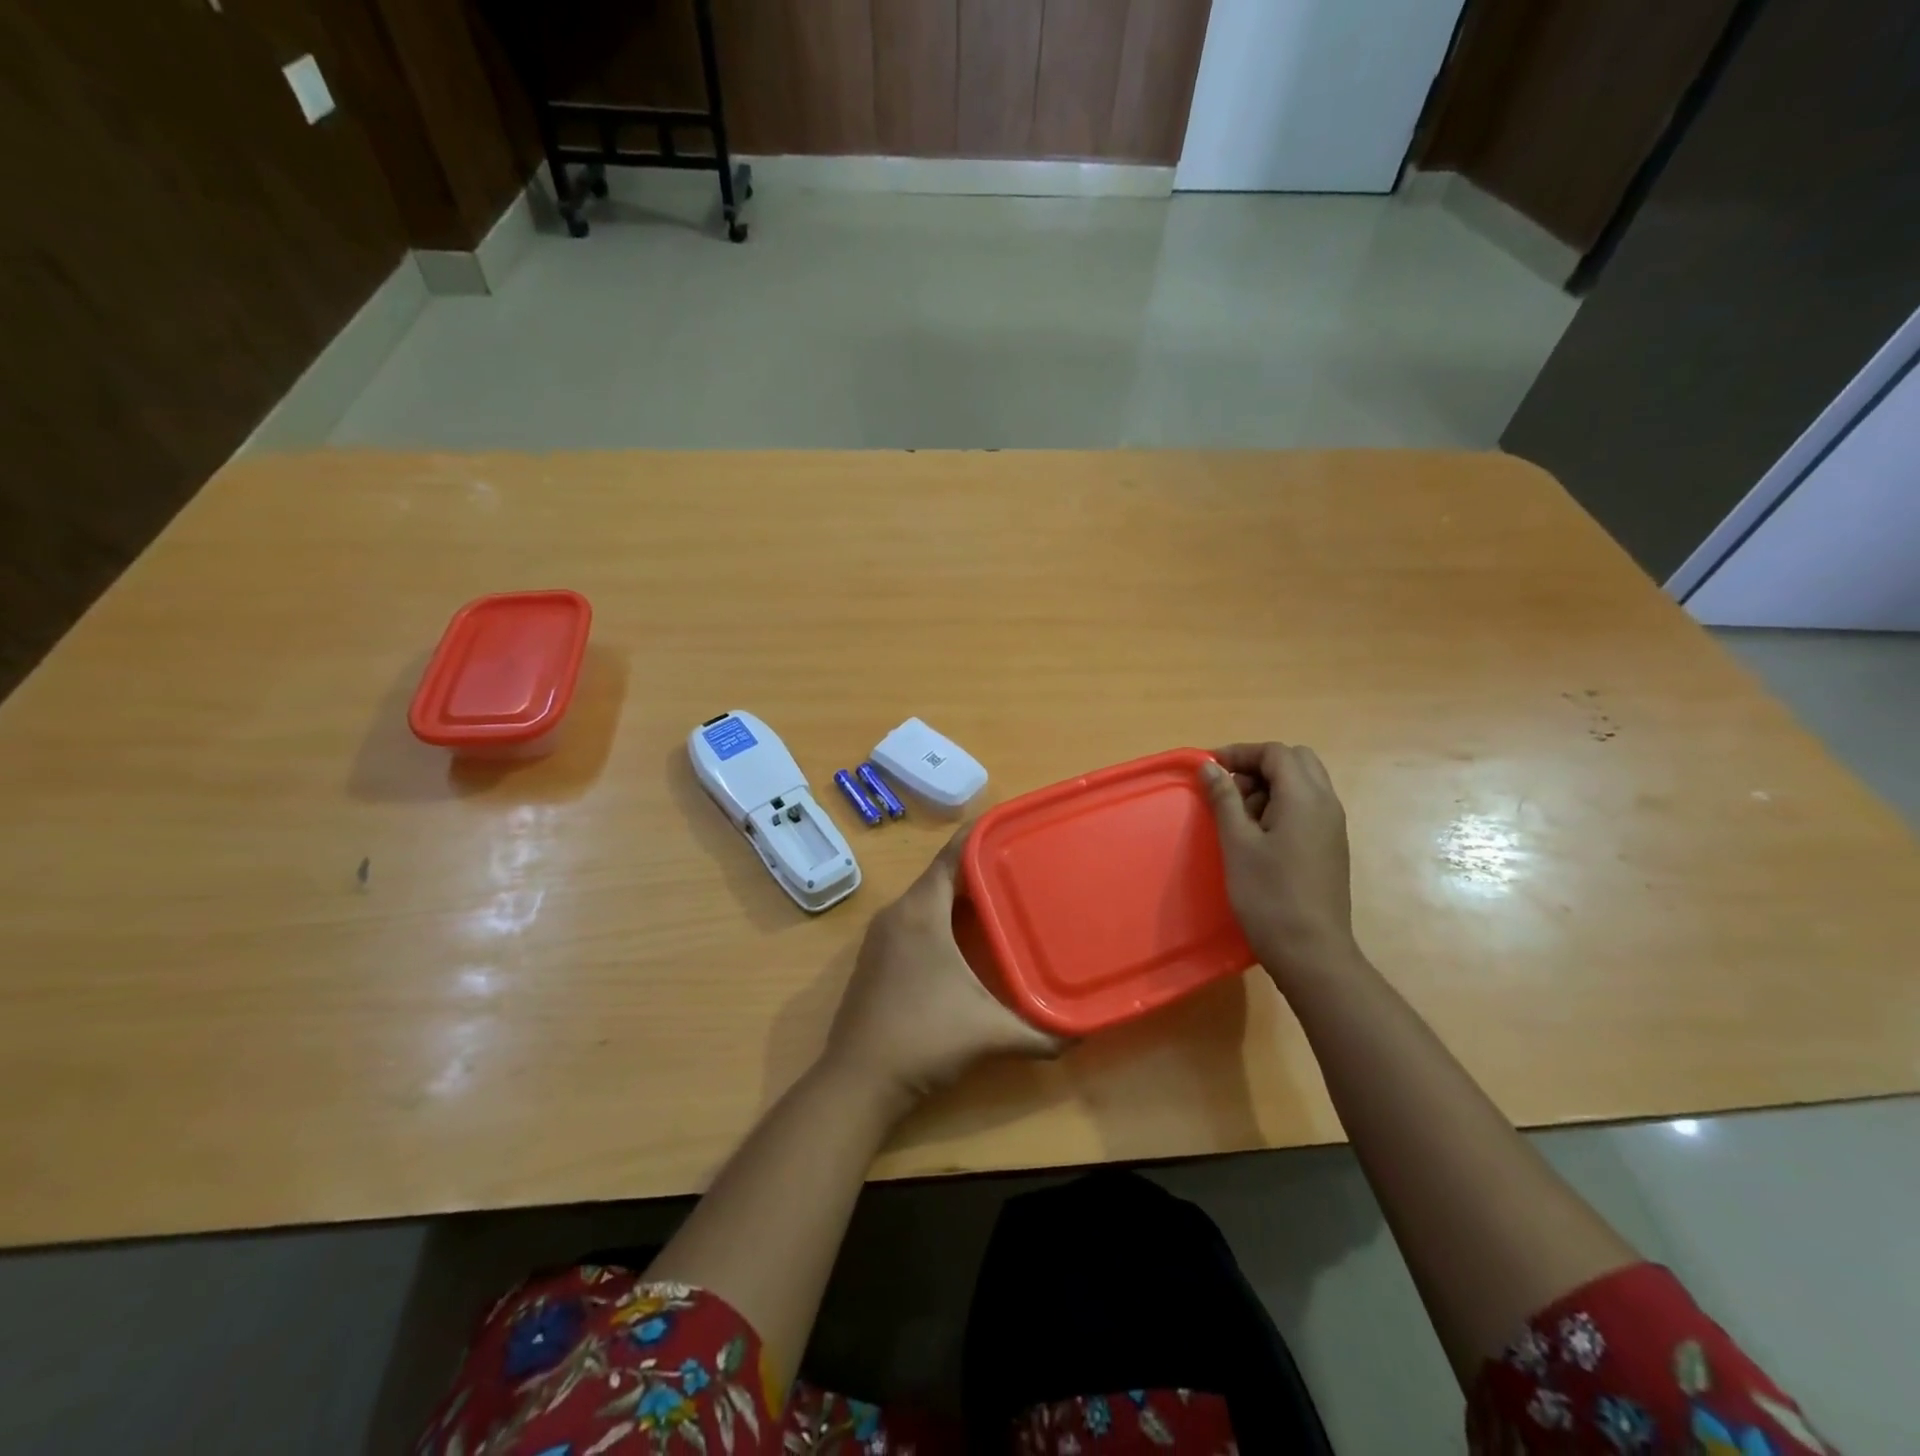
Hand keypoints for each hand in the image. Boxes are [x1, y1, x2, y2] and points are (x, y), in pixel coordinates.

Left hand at [823, 828, 1064, 1107]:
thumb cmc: (923, 1040)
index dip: (981, 836)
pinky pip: (914, 920)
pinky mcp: (875, 958)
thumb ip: (1041, 1032)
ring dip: (960, 896)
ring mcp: (881, 936)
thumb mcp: (990, 1033)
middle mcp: (897, 914)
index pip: (953, 856)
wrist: (857, 1082)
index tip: (1014, 827)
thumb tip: (1083, 1032)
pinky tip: (966, 938)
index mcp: (921, 912)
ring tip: (1002, 897)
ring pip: (926, 899)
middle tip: (1021, 867)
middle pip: (942, 875)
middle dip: (980, 869)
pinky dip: (941, 917)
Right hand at [1200, 742, 1362, 990]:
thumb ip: (1224, 799)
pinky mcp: (1330, 846)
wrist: (1311, 951)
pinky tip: (1258, 836)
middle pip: (1295, 761)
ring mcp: (1332, 826)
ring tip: (1239, 816)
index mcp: (1305, 798)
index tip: (1210, 769)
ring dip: (1270, 786)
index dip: (1240, 753)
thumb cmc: (1269, 895)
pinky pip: (1307, 807)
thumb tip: (1210, 767)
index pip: (1275, 753)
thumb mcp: (1237, 844)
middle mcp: (1326, 804)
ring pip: (1303, 783)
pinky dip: (1281, 806)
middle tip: (1228, 790)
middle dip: (1258, 766)